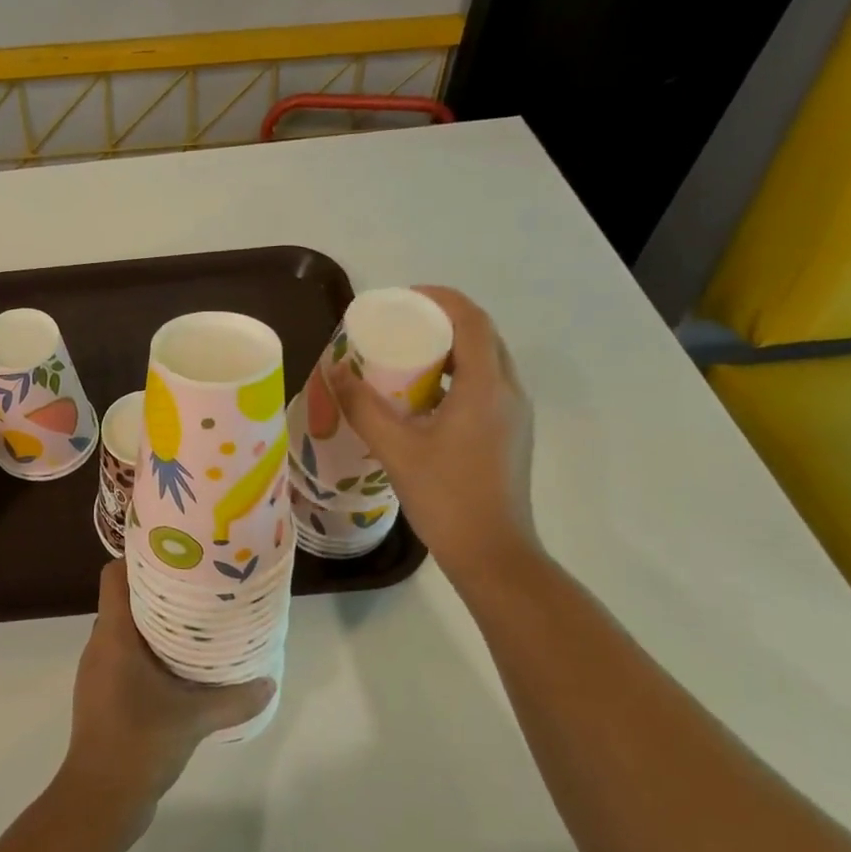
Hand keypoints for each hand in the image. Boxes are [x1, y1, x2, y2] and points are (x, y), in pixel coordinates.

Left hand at [60, 560, 274, 843]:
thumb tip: (269, 682)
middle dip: (158, 589)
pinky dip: (150, 652)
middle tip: (198, 584)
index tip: (173, 552)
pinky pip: (126, 657)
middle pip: (124, 599)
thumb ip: (234, 699)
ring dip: (156, 623)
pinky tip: (181, 666)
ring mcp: (99, 671)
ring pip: (126, 630)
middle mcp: (100, 645)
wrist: (99, 800)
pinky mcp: (104, 695)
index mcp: (113, 635)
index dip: (138, 557)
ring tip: (196, 620)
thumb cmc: (139, 742)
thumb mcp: (194, 718)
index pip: (114, 576)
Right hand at [332, 287, 540, 588]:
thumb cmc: (446, 496)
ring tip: (408, 357)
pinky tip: (425, 397)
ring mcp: (515, 414)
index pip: (470, 319)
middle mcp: (509, 391)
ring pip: (486, 361)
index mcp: (487, 386)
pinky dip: (458, 374)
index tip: (401, 299)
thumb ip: (362, 406)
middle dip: (442, 321)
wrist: (492, 552)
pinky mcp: (511, 433)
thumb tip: (335, 371)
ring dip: (451, 348)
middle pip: (481, 335)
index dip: (438, 299)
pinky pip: (487, 385)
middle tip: (400, 326)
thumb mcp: (396, 449)